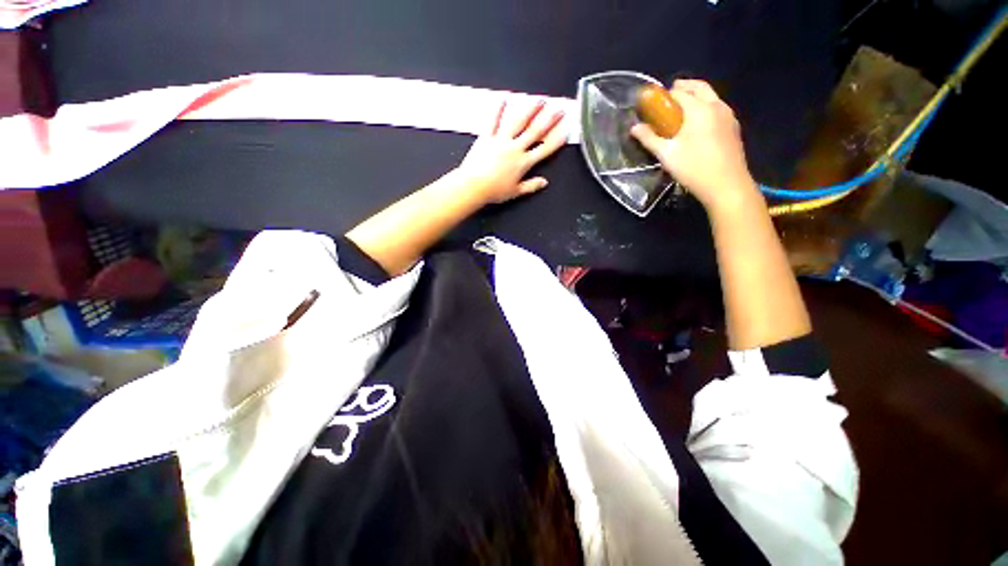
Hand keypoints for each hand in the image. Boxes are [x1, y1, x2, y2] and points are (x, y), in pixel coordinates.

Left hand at [456, 99, 567, 204]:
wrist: (473, 186)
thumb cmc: (493, 191)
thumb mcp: (515, 192)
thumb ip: (531, 186)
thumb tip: (543, 183)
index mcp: (523, 163)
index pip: (544, 149)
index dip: (556, 139)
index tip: (565, 129)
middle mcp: (515, 148)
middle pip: (535, 131)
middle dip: (549, 119)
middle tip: (558, 108)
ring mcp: (501, 140)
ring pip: (518, 122)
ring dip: (529, 110)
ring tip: (539, 100)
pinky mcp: (487, 137)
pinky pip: (493, 121)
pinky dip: (498, 109)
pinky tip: (503, 99)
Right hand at [631, 80, 757, 211]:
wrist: (726, 185)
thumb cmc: (693, 168)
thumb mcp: (666, 154)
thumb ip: (649, 139)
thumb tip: (634, 128)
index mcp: (699, 109)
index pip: (680, 93)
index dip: (665, 95)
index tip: (653, 101)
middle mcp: (716, 106)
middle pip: (700, 87)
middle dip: (684, 87)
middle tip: (670, 95)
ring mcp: (728, 116)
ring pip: (711, 96)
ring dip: (696, 96)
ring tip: (682, 108)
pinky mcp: (733, 127)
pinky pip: (718, 108)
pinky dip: (706, 107)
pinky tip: (698, 123)